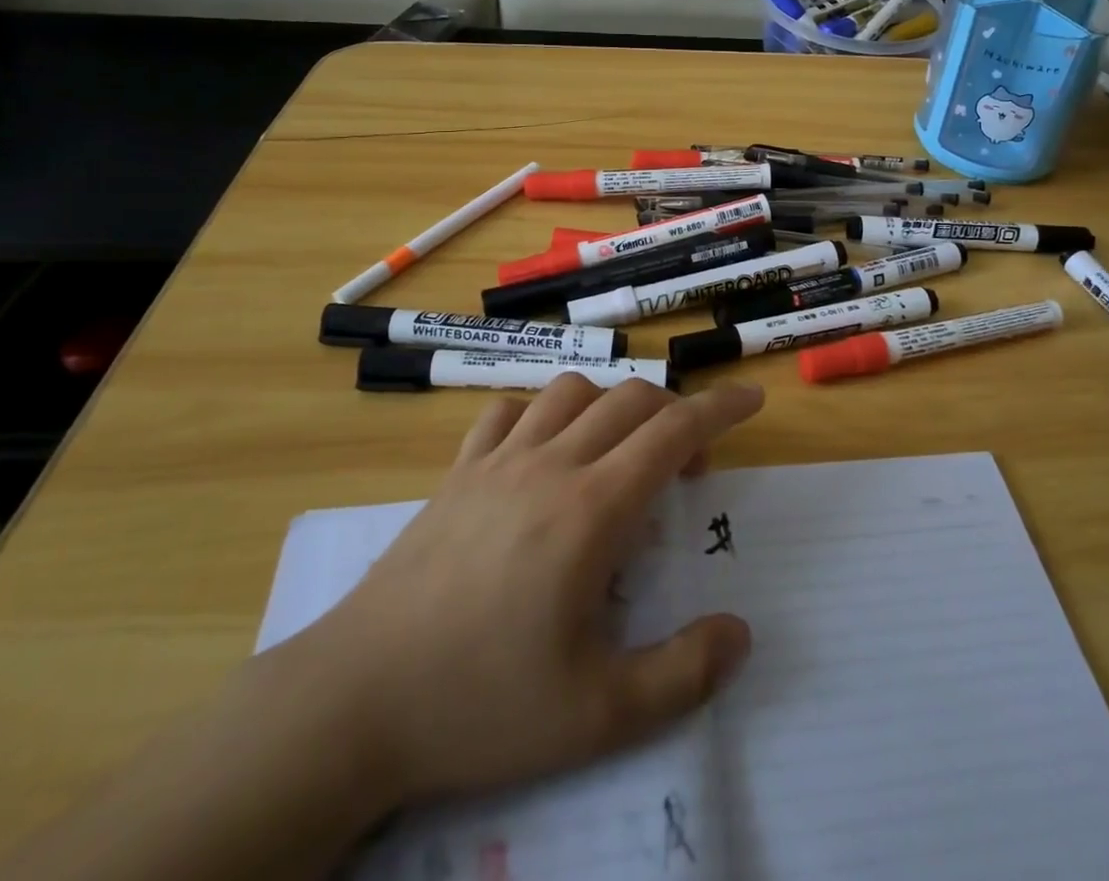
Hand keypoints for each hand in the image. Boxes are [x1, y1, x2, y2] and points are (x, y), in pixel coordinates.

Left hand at [271, 375, 761, 814]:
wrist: (356, 700)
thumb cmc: (482, 705)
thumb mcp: (599, 716)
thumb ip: (683, 673)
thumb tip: (740, 632)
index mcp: (592, 510)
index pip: (673, 431)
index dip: (720, 407)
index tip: (752, 397)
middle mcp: (551, 465)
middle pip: (630, 400)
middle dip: (675, 414)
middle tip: (687, 469)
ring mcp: (497, 461)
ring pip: (571, 391)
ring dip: (611, 405)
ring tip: (618, 453)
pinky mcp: (457, 472)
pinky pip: (506, 411)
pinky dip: (542, 413)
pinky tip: (543, 451)